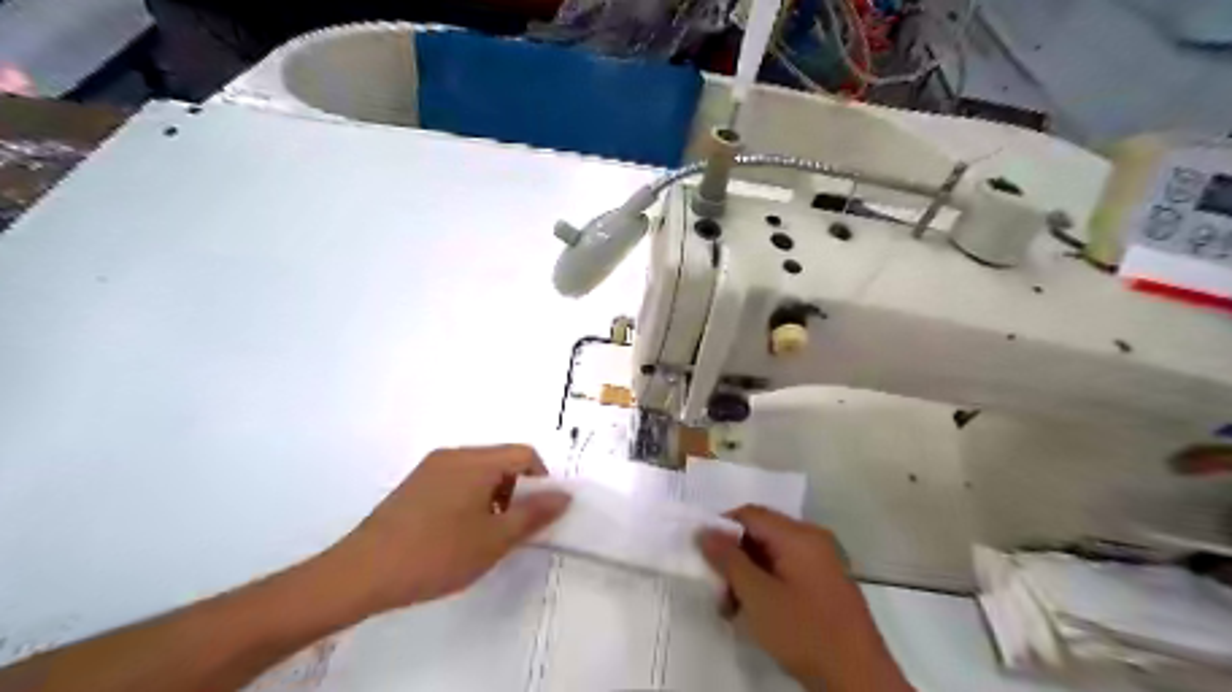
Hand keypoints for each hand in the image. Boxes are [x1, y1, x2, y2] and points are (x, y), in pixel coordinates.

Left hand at [316, 450, 567, 615]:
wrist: (360, 574)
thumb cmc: (436, 554)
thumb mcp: (494, 540)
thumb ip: (533, 515)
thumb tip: (564, 495)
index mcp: (475, 461)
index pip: (524, 454)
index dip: (541, 481)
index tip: (537, 515)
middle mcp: (453, 455)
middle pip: (501, 460)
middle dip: (517, 491)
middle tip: (512, 529)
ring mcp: (430, 468)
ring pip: (479, 472)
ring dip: (494, 496)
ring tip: (485, 535)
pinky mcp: (414, 485)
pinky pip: (456, 480)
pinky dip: (471, 499)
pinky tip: (457, 534)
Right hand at [697, 502, 907, 691]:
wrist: (859, 680)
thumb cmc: (804, 631)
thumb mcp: (757, 596)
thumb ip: (728, 560)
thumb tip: (704, 530)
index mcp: (798, 535)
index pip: (749, 514)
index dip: (721, 528)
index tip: (702, 555)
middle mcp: (812, 539)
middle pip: (760, 533)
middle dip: (734, 558)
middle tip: (718, 590)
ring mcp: (822, 562)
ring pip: (772, 555)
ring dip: (748, 575)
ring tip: (732, 608)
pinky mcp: (825, 584)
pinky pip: (787, 570)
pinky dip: (767, 585)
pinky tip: (757, 613)